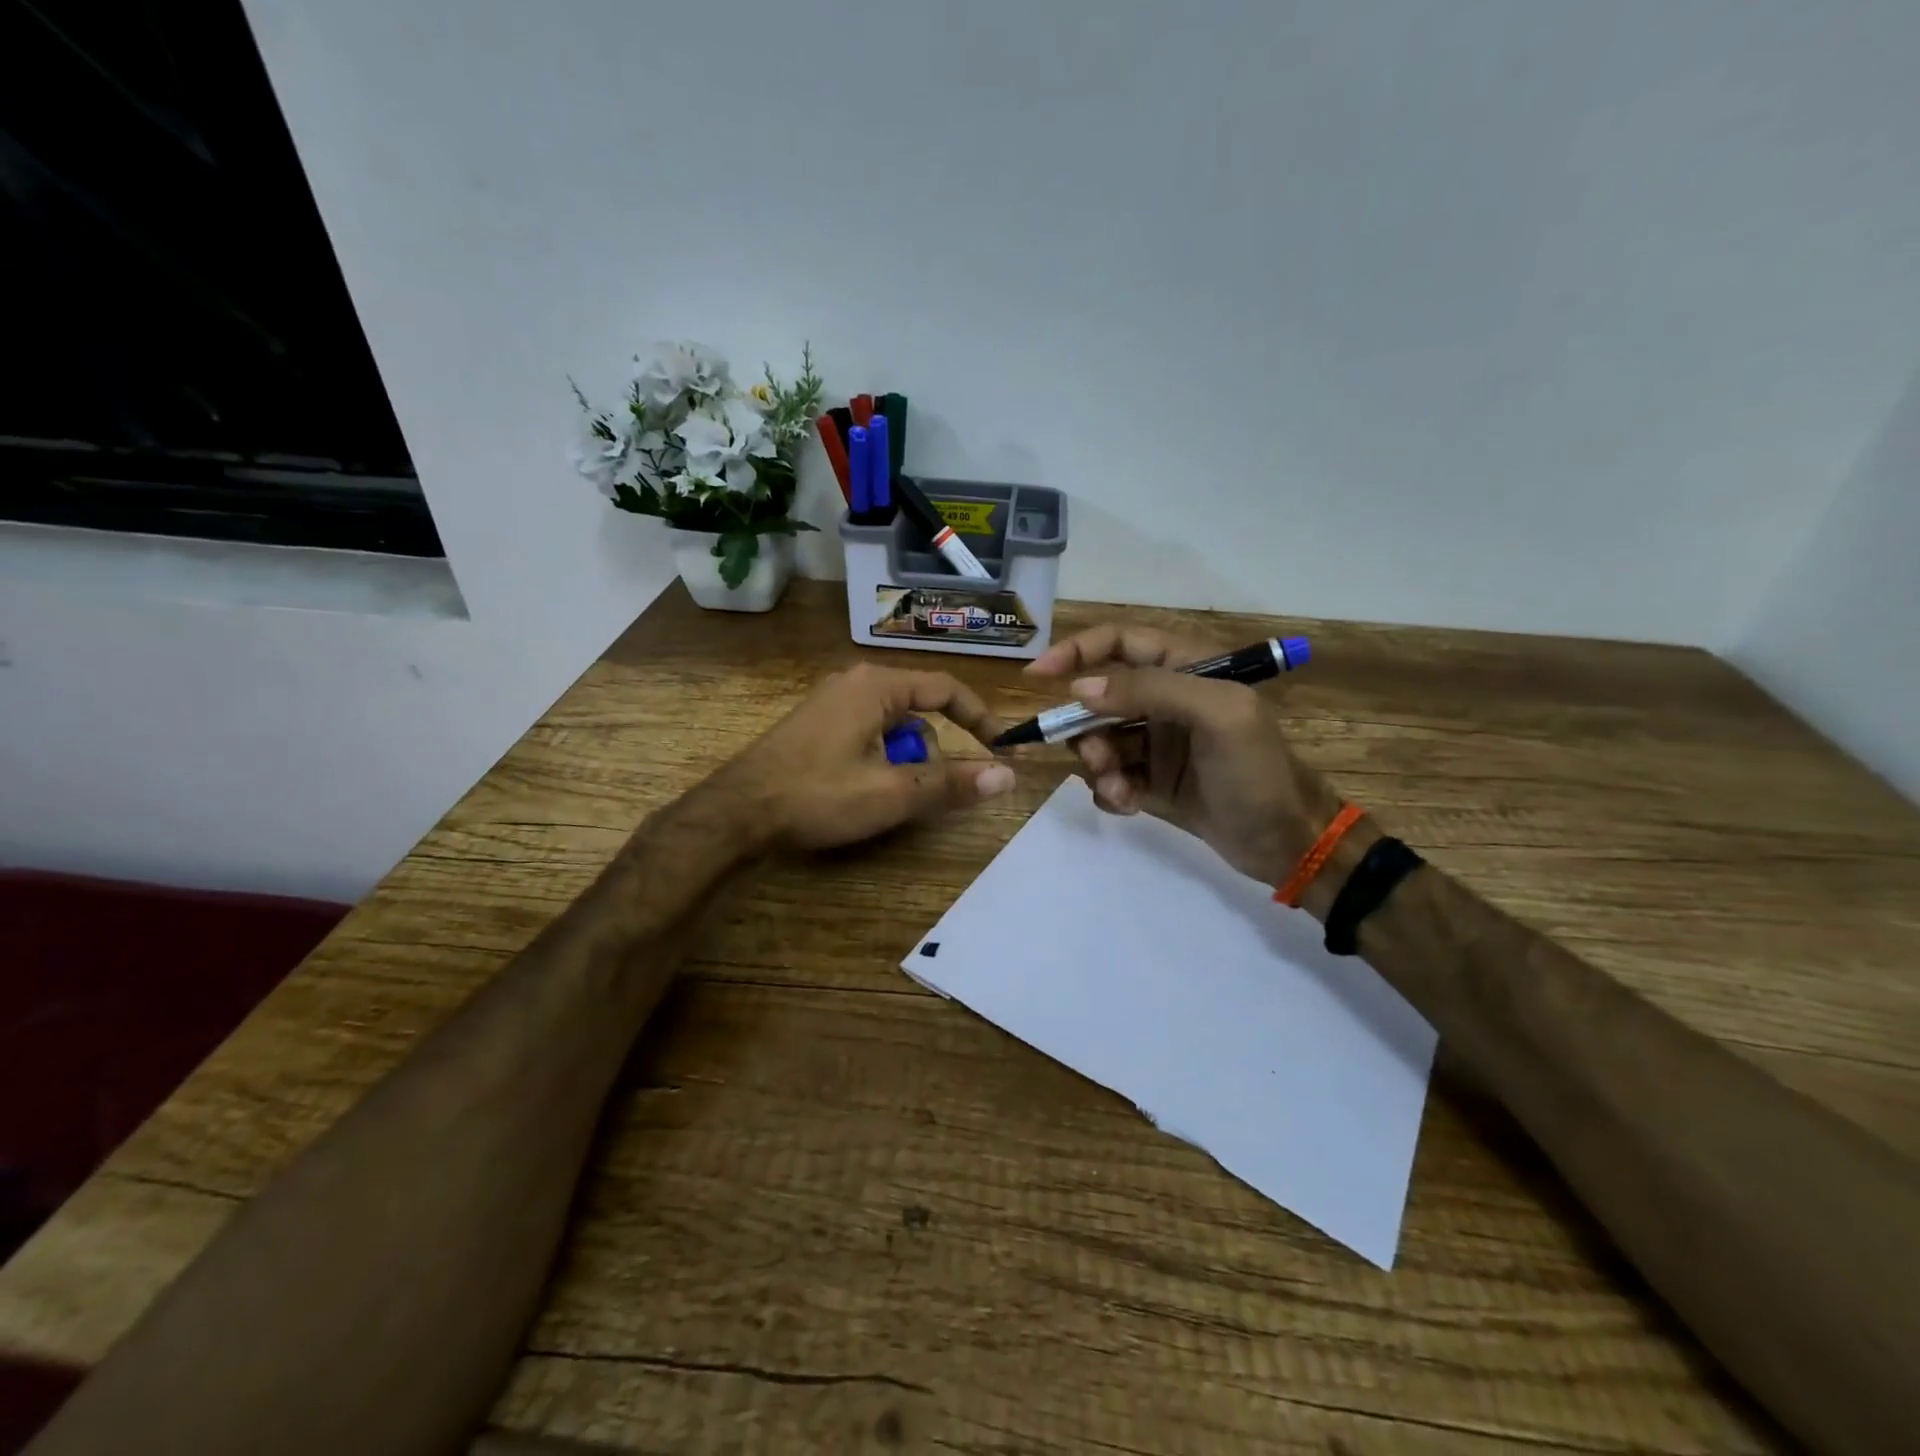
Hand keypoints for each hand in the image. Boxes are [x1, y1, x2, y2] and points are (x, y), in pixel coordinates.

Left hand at [719, 662, 1014, 850]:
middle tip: (923, 794)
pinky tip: (860, 793)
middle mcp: (854, 683)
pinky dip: (879, 761)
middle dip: (929, 754)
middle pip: (918, 712)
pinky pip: (866, 736)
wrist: (736, 813)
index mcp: (876, 686)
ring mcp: (830, 704)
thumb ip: (951, 783)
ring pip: (891, 728)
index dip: (979, 719)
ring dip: (903, 762)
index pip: (946, 689)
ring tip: (886, 799)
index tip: (1000, 749)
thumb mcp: (892, 793)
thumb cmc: (817, 795)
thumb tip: (1007, 776)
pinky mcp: (815, 726)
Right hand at [1024, 624, 1340, 884]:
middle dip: (1087, 727)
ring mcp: (1157, 742)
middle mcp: (1167, 699)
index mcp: (1187, 667)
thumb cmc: (1257, 770)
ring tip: (1120, 789)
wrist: (1286, 843)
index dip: (1076, 652)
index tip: (1038, 676)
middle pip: (1099, 697)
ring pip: (1099, 740)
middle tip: (1095, 755)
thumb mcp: (1217, 715)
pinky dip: (1109, 790)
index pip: (1119, 643)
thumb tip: (1080, 689)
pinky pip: (1109, 776)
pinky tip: (1128, 805)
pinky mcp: (1150, 780)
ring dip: (1099, 764)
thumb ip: (1150, 690)